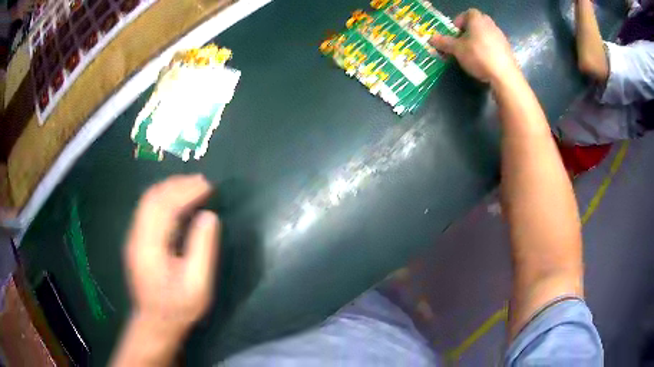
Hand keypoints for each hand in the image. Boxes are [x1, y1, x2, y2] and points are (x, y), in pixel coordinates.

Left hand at [125, 174, 220, 338]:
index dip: (186, 191)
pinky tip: (179, 202)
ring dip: (170, 188)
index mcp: (149, 247)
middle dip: (177, 184)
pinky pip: (148, 210)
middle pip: (153, 198)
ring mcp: (134, 238)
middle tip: (202, 182)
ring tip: (192, 186)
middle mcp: (137, 237)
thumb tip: (209, 217)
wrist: (155, 323)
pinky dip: (164, 199)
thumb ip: (202, 249)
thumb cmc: (178, 307)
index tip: (208, 186)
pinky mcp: (137, 241)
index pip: (164, 206)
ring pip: (148, 201)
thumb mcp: (197, 285)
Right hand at [429, 9, 518, 83]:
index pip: (467, 13)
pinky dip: (488, 50)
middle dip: (468, 31)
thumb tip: (431, 39)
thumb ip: (444, 43)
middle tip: (462, 43)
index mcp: (477, 19)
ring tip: (472, 54)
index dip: (459, 21)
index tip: (455, 33)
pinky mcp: (508, 50)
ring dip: (478, 41)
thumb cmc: (478, 56)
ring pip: (486, 34)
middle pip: (477, 23)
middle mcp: (490, 24)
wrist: (504, 75)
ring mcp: (501, 37)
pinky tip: (484, 62)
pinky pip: (494, 45)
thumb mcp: (457, 50)